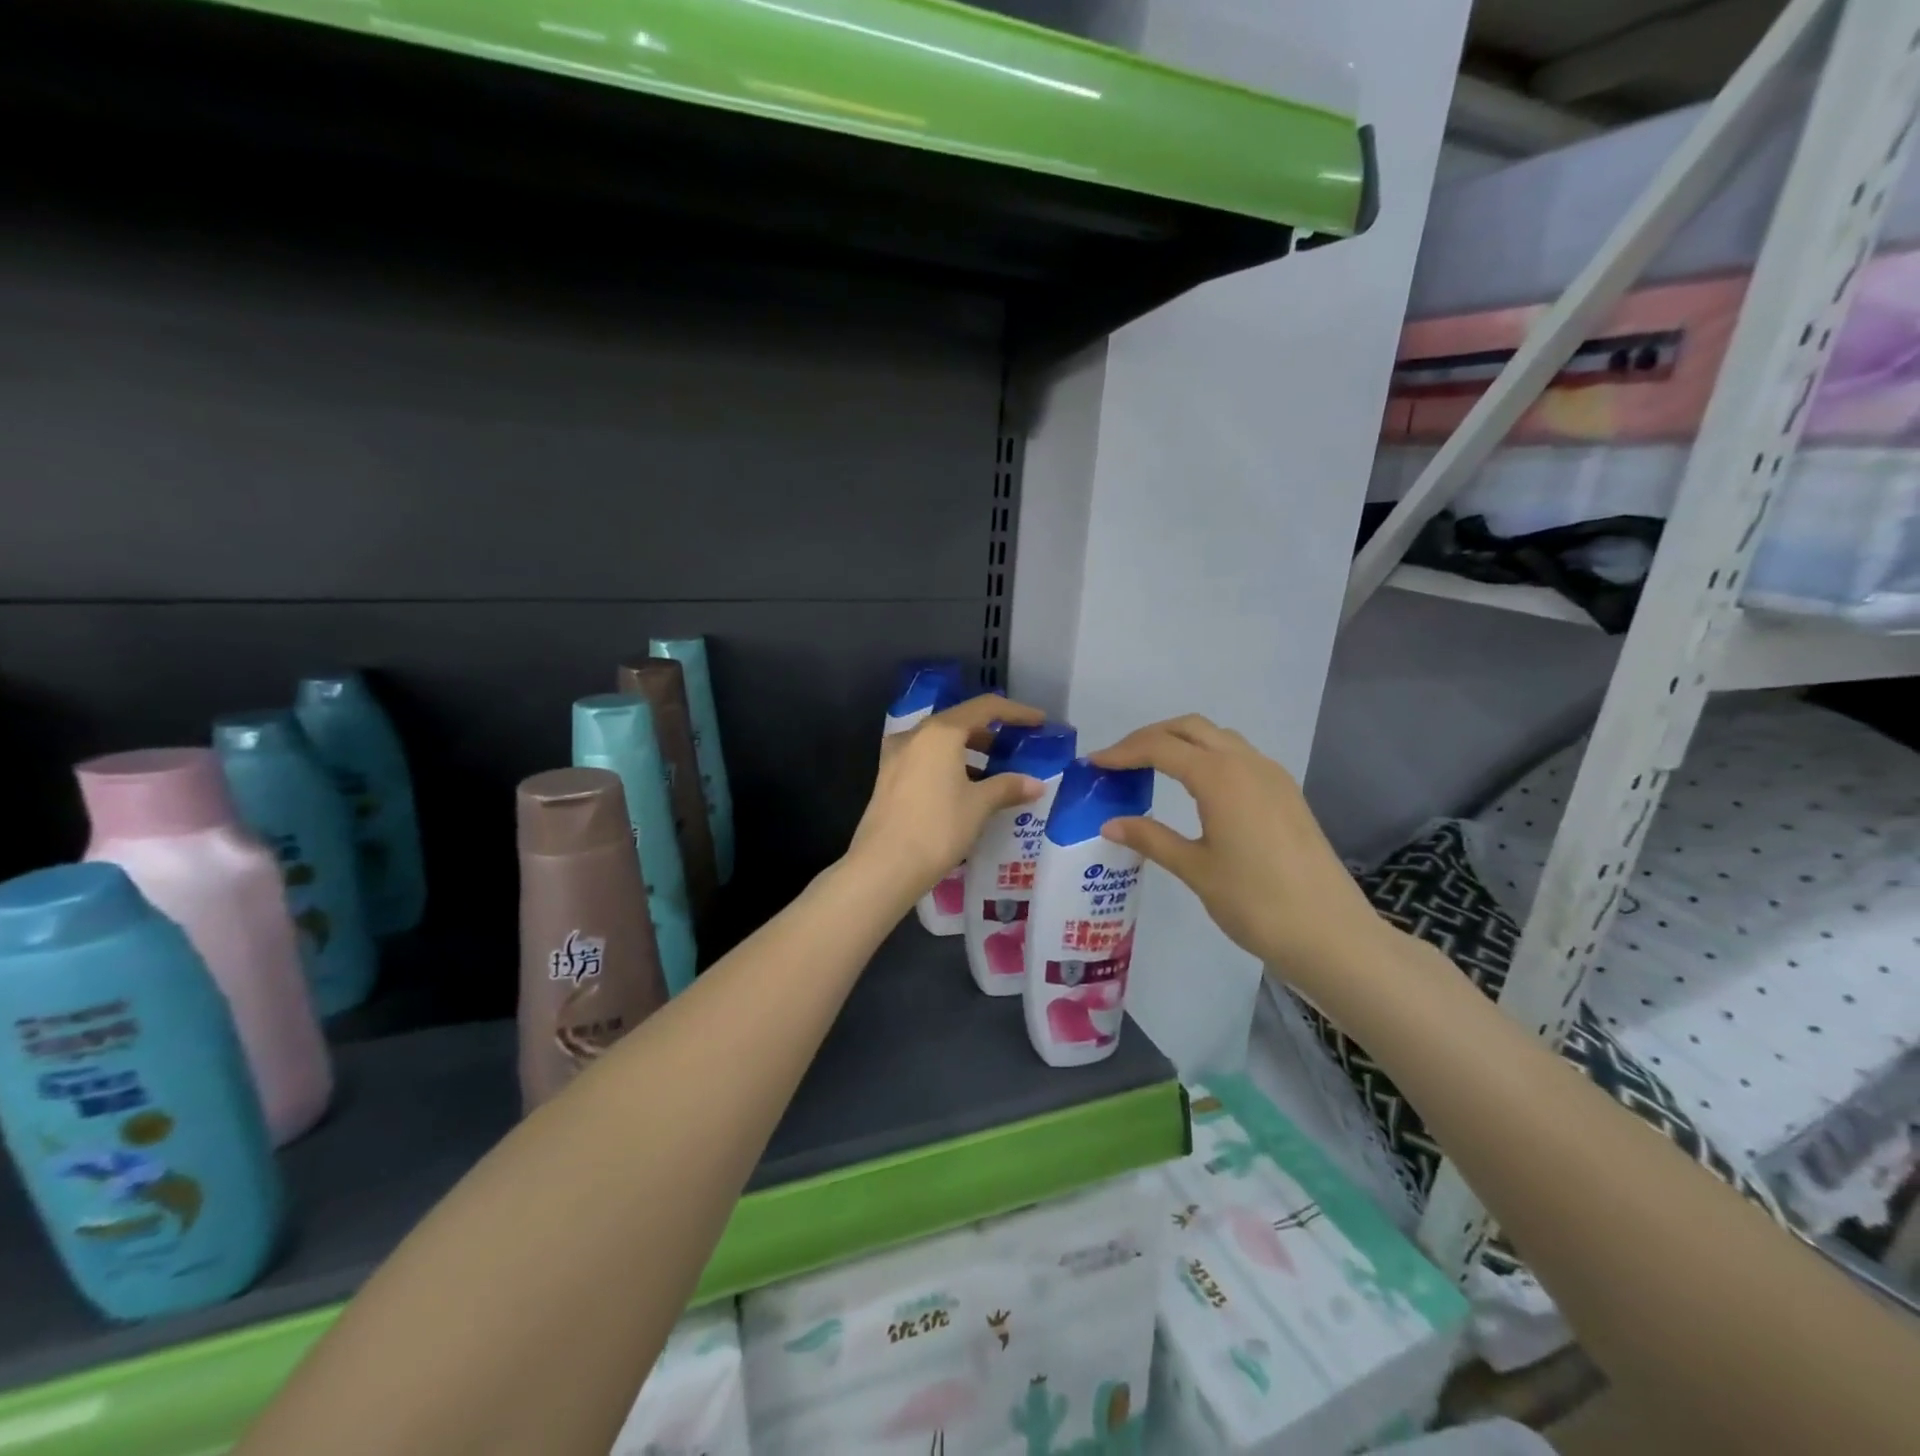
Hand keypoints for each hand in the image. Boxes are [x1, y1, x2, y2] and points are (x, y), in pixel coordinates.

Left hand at [848, 694, 1045, 901]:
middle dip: (991, 733)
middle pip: (959, 722)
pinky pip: (926, 760)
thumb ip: (1007, 787)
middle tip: (1016, 748)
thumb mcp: (979, 806)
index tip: (1039, 722)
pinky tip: (964, 789)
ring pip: (940, 742)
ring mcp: (896, 756)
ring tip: (994, 773)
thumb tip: (1035, 783)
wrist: (884, 866)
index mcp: (940, 732)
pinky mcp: (887, 778)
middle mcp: (915, 735)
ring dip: (969, 751)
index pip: (984, 708)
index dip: (1016, 712)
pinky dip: (949, 765)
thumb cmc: (937, 828)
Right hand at [1091, 716, 1389, 997]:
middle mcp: (1247, 763)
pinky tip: (1195, 788)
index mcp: (1220, 777)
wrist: (1331, 934)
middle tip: (1118, 761)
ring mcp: (1272, 776)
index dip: (1123, 751)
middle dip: (1150, 737)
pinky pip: (1239, 757)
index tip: (1093, 763)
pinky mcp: (1286, 793)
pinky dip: (1207, 757)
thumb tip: (1110, 823)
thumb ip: (1151, 838)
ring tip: (1150, 769)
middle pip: (1190, 728)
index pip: (1160, 747)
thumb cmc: (1255, 902)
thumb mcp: (1195, 869)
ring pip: (1218, 738)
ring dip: (1181, 743)